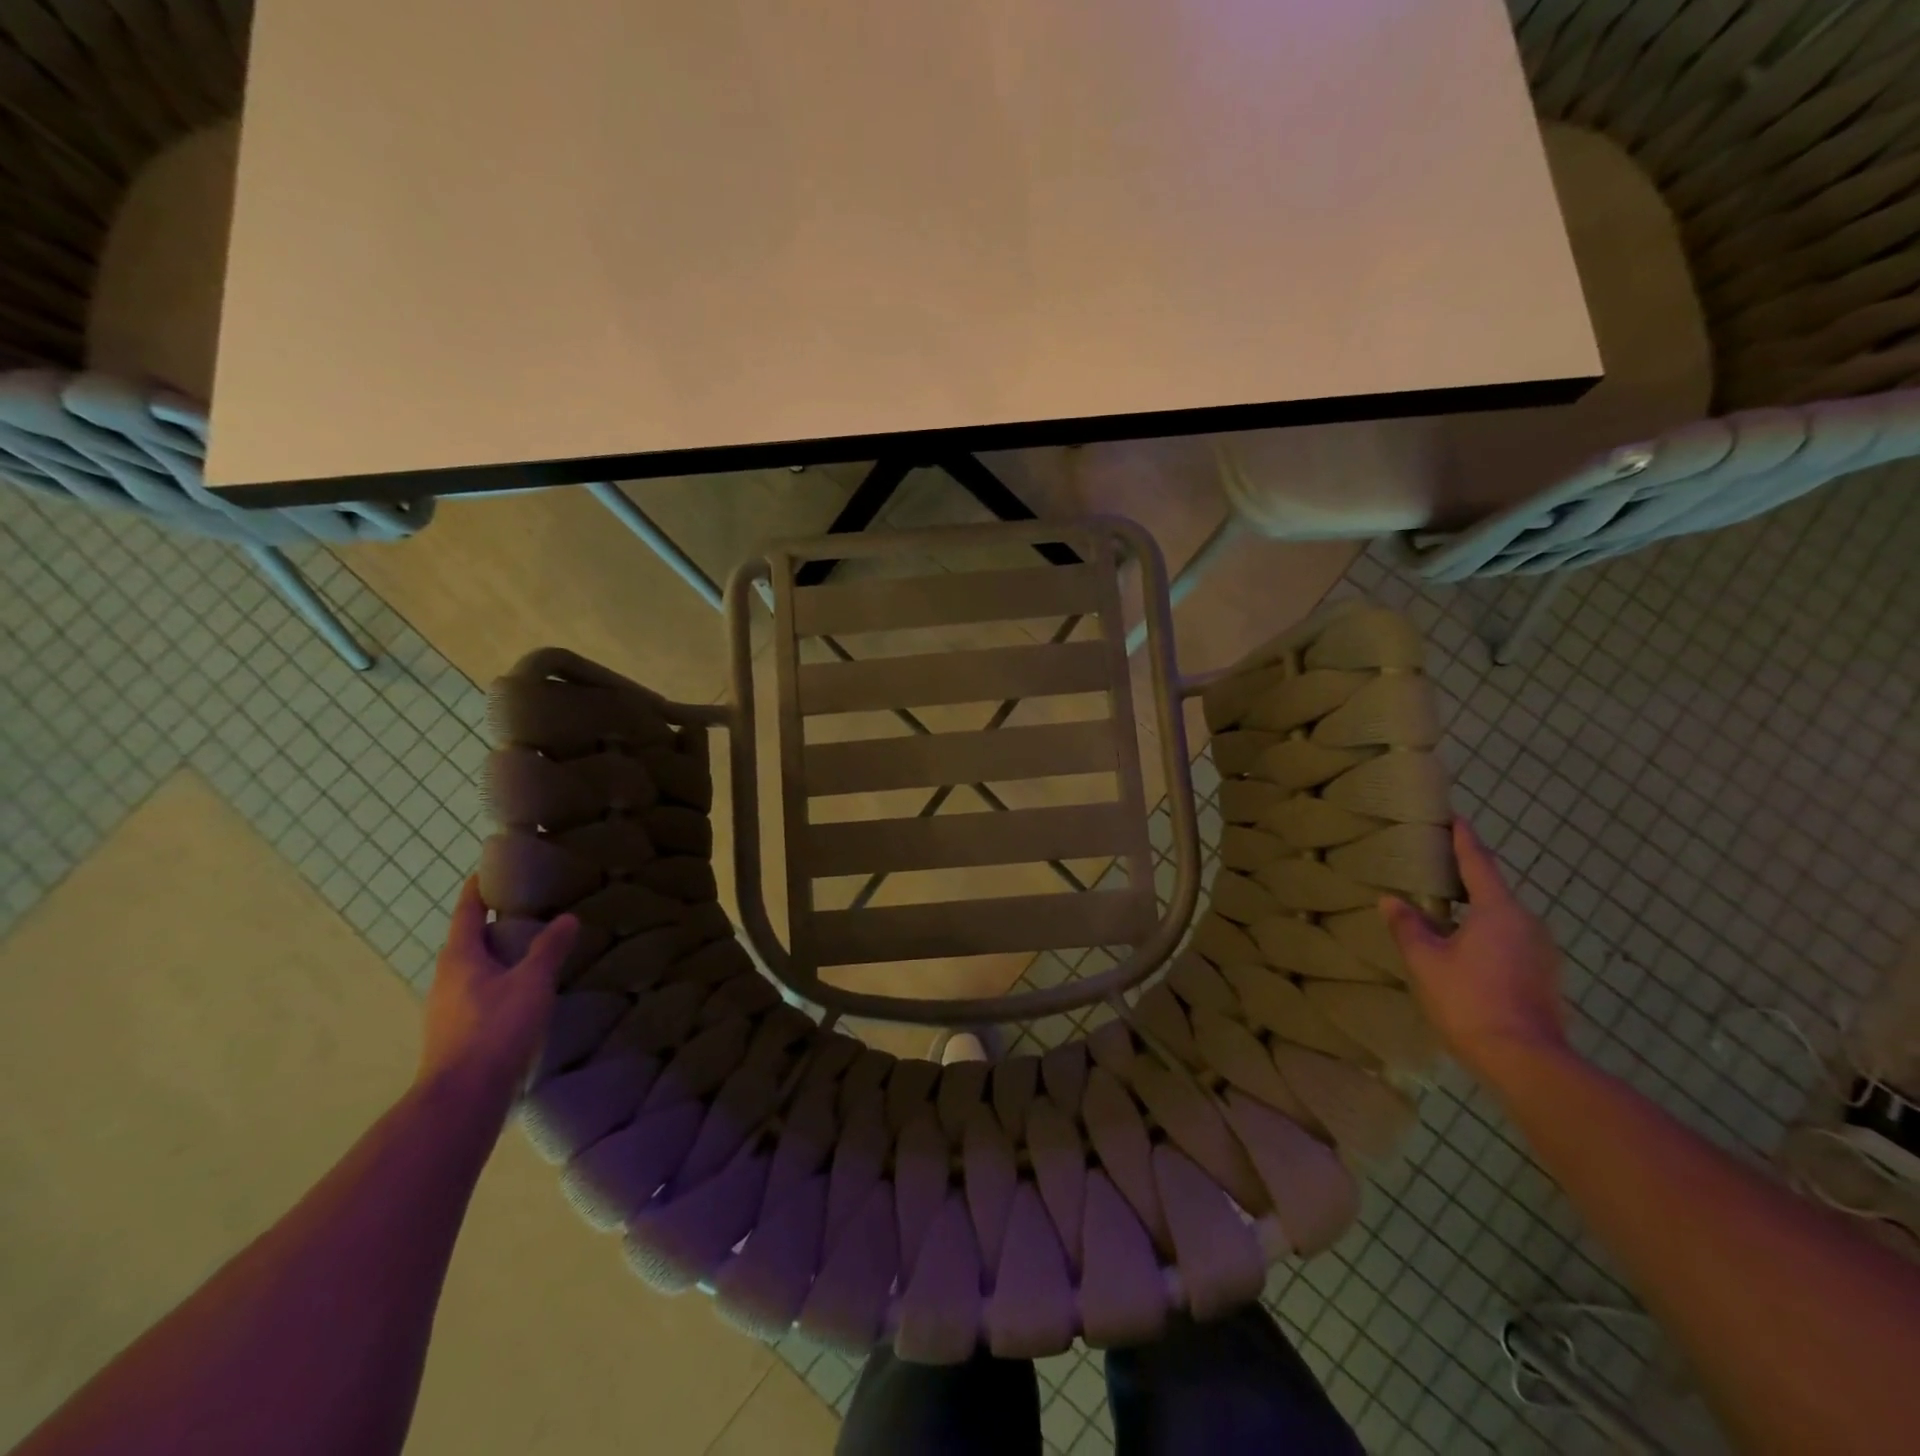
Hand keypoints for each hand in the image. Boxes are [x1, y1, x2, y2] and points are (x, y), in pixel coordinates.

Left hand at [417, 877, 578, 1113]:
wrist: (462, 1097)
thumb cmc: (494, 1029)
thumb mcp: (531, 983)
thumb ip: (550, 949)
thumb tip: (568, 917)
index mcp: (460, 958)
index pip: (467, 912)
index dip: (478, 889)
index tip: (490, 869)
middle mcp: (446, 979)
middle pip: (468, 940)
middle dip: (493, 923)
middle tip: (527, 908)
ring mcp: (448, 1008)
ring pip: (473, 969)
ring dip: (496, 955)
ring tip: (530, 949)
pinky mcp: (456, 1033)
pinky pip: (478, 993)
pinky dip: (498, 981)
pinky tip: (522, 992)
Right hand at [1381, 818, 1569, 1084]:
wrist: (1525, 1061)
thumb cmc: (1469, 1000)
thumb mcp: (1425, 961)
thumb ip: (1408, 926)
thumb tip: (1391, 901)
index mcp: (1499, 911)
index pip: (1478, 862)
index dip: (1464, 838)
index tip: (1454, 816)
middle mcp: (1528, 923)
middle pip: (1493, 890)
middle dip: (1466, 876)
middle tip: (1436, 866)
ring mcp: (1542, 951)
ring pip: (1502, 918)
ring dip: (1475, 910)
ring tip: (1445, 909)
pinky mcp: (1545, 976)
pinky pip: (1510, 940)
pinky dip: (1486, 934)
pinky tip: (1463, 948)